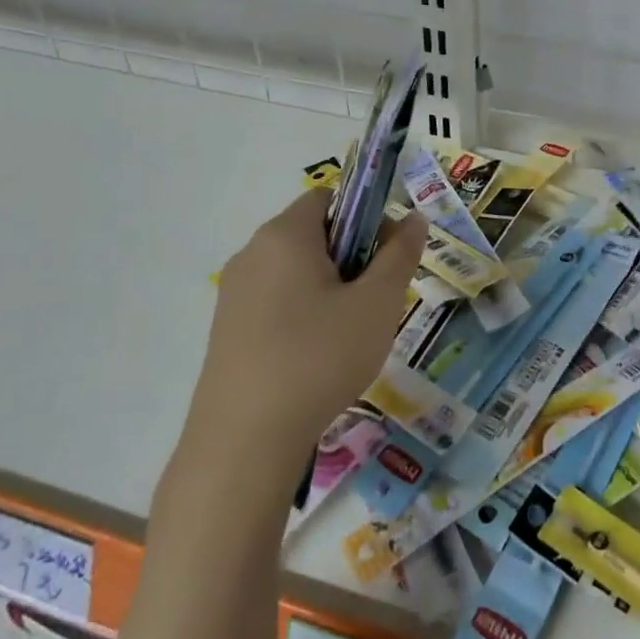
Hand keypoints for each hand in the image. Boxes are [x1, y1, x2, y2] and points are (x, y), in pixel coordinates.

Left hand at [187, 190, 426, 459]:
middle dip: (352, 257)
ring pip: (295, 271)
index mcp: (285, 235)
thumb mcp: (377, 304)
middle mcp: (252, 253)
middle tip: (376, 300)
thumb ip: (400, 254)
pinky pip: (275, 301)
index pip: (330, 197)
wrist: (244, 441)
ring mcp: (233, 293)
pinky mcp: (226, 330)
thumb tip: (413, 218)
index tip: (387, 257)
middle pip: (313, 234)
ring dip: (330, 288)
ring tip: (350, 334)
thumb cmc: (319, 358)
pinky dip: (303, 313)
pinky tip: (317, 356)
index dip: (366, 216)